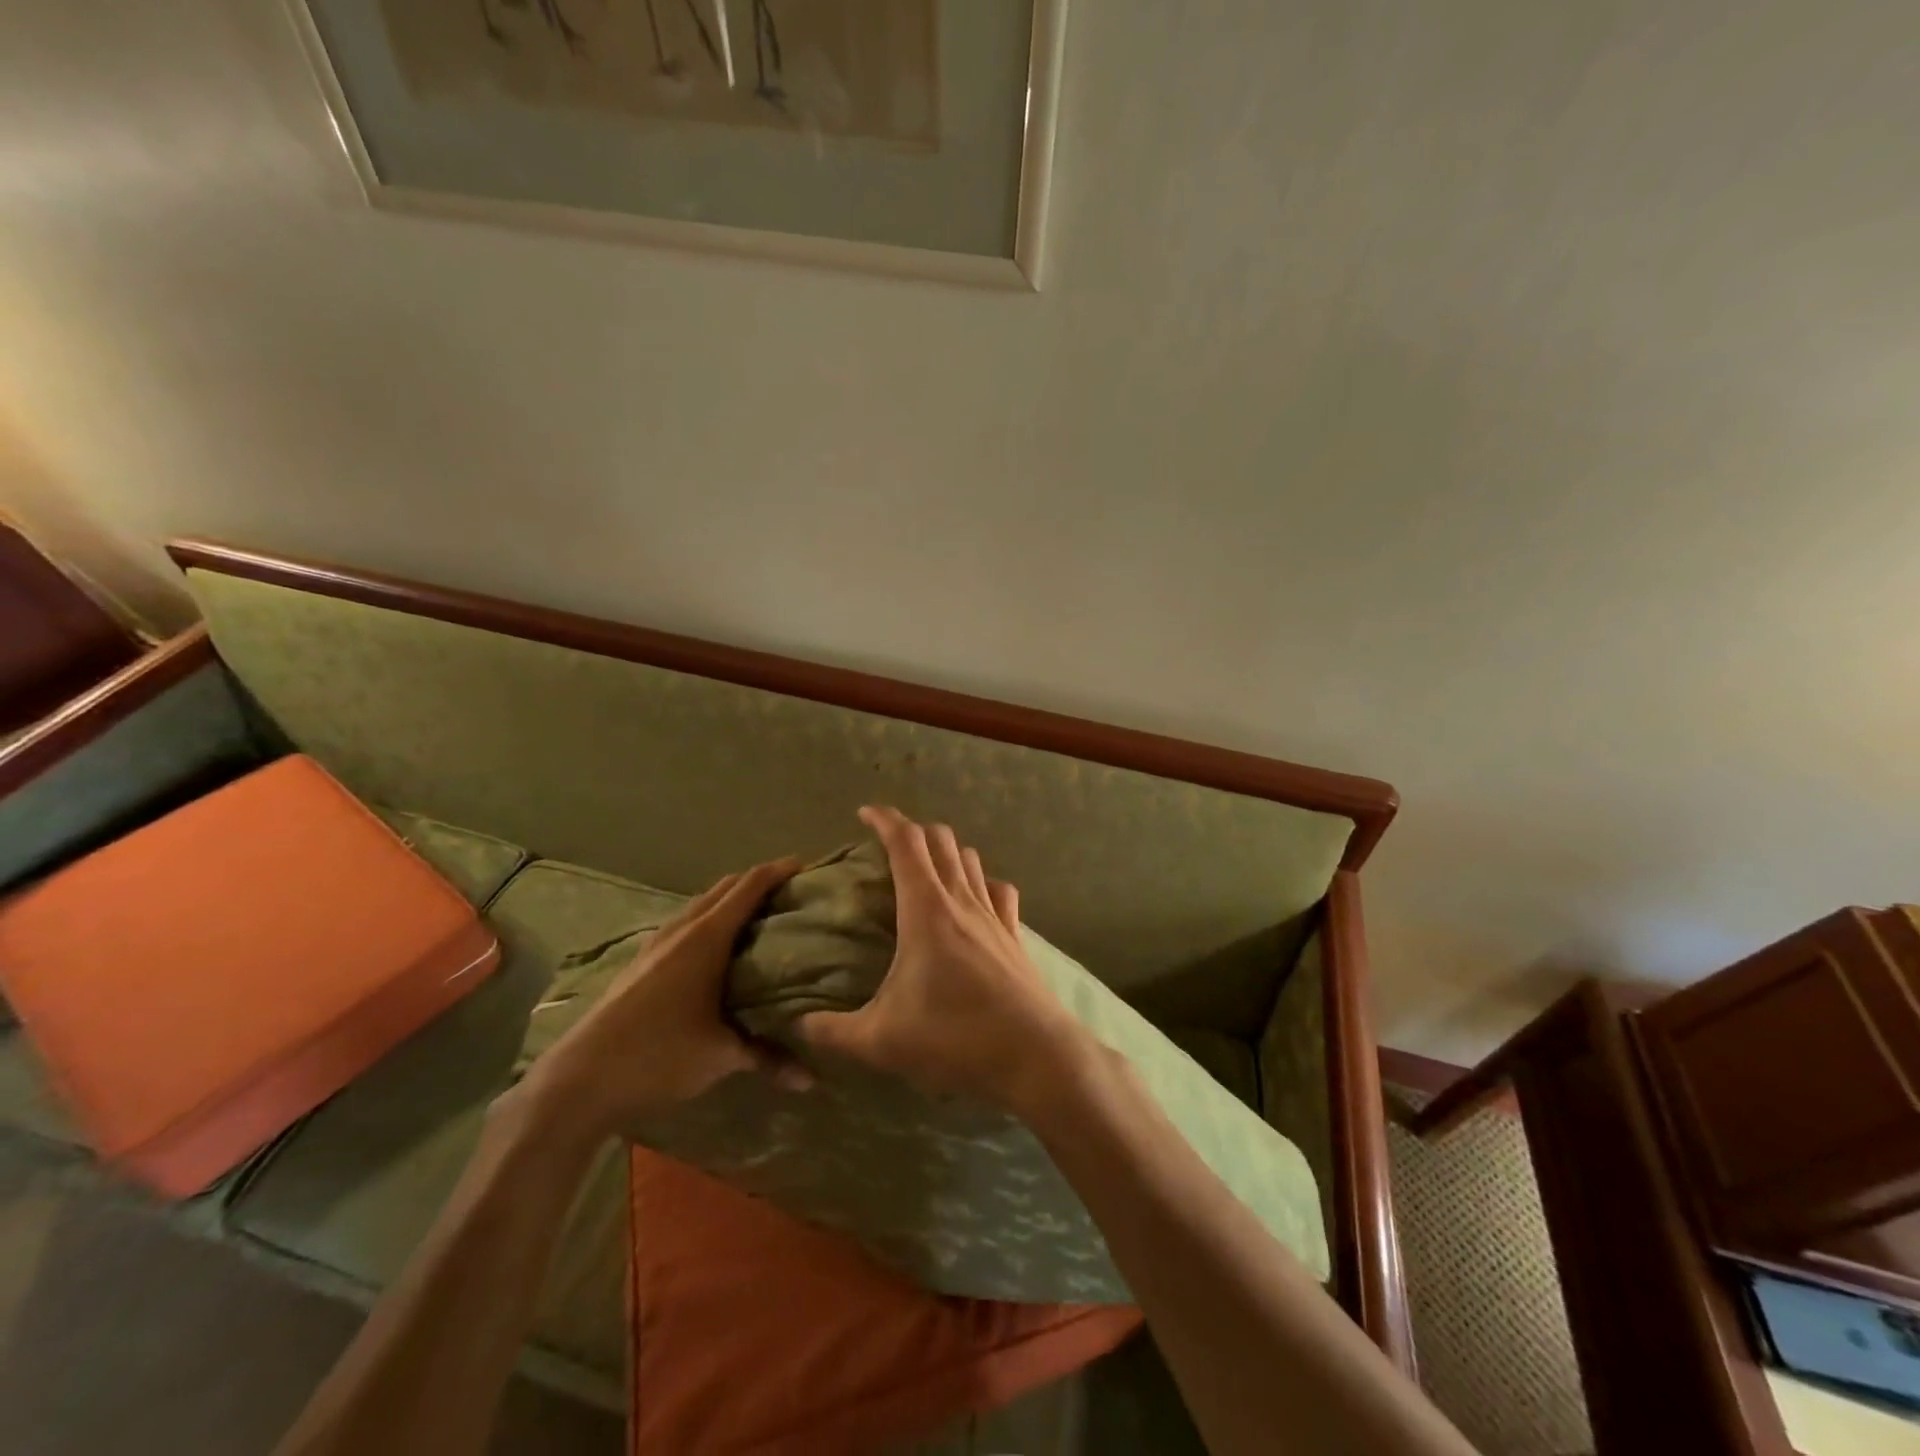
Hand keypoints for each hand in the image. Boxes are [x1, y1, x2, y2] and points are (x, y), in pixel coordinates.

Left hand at [509, 858, 808, 1143]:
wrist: (580, 1079)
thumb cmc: (659, 1054)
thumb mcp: (721, 1056)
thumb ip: (769, 1057)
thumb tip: (812, 1079)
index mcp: (707, 937)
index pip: (750, 886)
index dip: (779, 871)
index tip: (806, 868)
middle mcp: (683, 928)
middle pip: (726, 887)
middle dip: (759, 883)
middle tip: (791, 896)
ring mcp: (657, 942)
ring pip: (703, 905)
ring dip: (731, 902)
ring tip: (761, 920)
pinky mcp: (642, 960)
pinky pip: (686, 923)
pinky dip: (710, 921)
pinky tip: (718, 952)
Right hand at [798, 807, 1090, 1113]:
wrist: (1034, 1056)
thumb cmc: (955, 1037)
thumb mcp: (882, 1040)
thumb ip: (834, 1031)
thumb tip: (799, 1025)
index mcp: (927, 910)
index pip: (906, 842)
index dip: (885, 819)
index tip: (865, 813)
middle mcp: (962, 900)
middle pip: (941, 840)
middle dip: (913, 830)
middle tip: (888, 846)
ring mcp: (994, 915)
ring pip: (971, 859)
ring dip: (946, 851)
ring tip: (925, 868)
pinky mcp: (1014, 935)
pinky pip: (998, 889)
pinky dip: (981, 880)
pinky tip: (974, 899)